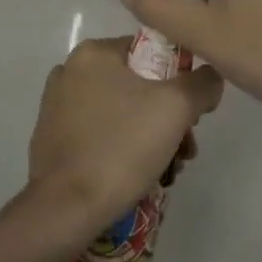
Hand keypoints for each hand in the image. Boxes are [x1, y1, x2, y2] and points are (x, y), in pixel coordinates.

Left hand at [23, 37, 223, 248]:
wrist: (66, 209)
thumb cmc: (122, 147)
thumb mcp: (177, 107)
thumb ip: (202, 83)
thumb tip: (209, 77)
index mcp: (93, 53)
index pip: (152, 53)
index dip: (181, 81)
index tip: (192, 116)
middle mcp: (70, 72)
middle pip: (138, 86)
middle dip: (168, 118)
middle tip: (184, 150)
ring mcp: (57, 106)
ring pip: (121, 112)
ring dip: (150, 137)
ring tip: (168, 170)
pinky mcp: (52, 139)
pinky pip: (100, 134)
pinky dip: (123, 149)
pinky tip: (139, 177)